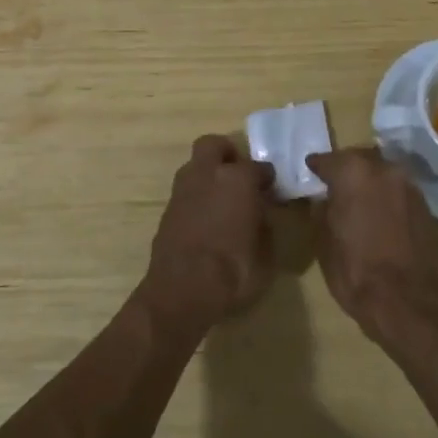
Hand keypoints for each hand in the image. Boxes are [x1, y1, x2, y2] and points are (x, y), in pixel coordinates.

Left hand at [139, 135, 274, 335]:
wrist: (182, 291)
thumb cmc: (234, 271)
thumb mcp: (266, 255)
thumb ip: (264, 227)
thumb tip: (259, 217)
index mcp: (238, 179)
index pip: (259, 167)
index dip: (267, 178)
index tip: (271, 190)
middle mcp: (208, 175)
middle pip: (214, 145)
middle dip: (227, 155)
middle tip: (239, 176)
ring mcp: (183, 190)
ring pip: (195, 166)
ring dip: (208, 175)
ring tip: (222, 199)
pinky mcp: (166, 210)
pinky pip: (186, 192)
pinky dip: (197, 198)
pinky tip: (206, 219)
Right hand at [306, 147, 437, 346]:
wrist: (408, 302)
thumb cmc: (356, 270)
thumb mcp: (323, 242)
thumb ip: (322, 211)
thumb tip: (324, 200)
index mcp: (353, 172)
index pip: (328, 160)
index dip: (317, 166)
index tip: (311, 169)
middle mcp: (383, 169)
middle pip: (359, 159)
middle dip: (347, 169)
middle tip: (336, 184)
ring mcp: (409, 186)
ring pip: (383, 173)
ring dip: (370, 182)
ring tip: (360, 200)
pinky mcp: (426, 207)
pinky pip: (399, 192)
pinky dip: (388, 198)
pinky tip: (381, 215)